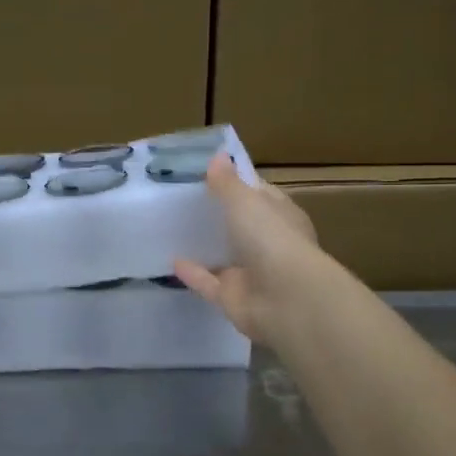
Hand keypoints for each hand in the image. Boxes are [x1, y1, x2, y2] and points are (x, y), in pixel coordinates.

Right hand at [174, 152, 322, 345]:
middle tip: (183, 201)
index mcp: (281, 216)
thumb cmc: (271, 238)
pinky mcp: (232, 298)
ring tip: (173, 230)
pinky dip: (192, 274)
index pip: (260, 195)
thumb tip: (218, 156)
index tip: (209, 174)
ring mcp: (251, 273)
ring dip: (205, 247)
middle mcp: (268, 244)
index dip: (238, 184)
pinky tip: (171, 261)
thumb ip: (227, 182)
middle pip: (240, 227)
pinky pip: (208, 283)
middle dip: (218, 216)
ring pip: (224, 257)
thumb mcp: (245, 201)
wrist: (285, 299)